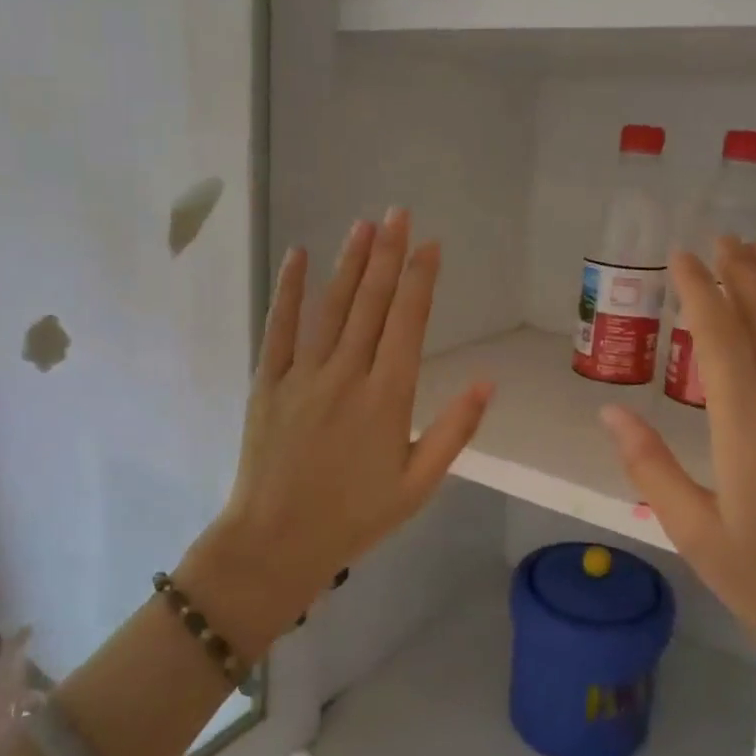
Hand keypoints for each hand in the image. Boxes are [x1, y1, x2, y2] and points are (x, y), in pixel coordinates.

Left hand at [204, 209, 492, 647]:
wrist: (277, 542)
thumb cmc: (356, 516)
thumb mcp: (419, 484)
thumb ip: (454, 430)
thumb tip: (488, 381)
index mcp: (388, 398)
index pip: (409, 323)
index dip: (421, 280)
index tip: (431, 244)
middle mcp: (347, 375)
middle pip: (372, 303)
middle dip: (388, 254)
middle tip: (399, 213)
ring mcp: (303, 375)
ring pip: (332, 307)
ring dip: (350, 263)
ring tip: (365, 225)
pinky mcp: (267, 382)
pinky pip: (279, 328)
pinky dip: (290, 291)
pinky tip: (298, 256)